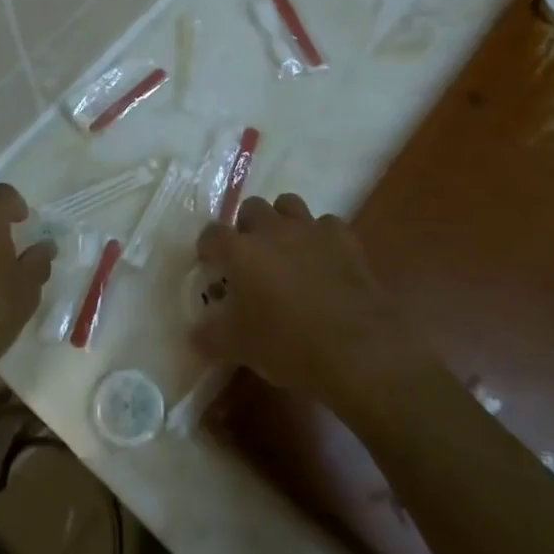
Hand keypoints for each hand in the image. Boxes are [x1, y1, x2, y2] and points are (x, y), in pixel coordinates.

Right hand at [193, 194, 424, 416]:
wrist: (358, 348)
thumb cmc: (289, 345)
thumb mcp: (239, 348)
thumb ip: (210, 336)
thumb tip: (195, 333)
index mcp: (240, 251)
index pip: (212, 234)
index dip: (208, 248)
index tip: (211, 264)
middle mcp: (272, 230)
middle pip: (252, 207)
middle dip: (248, 226)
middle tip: (251, 257)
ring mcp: (311, 229)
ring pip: (289, 205)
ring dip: (283, 222)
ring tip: (286, 251)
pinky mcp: (345, 238)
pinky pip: (326, 225)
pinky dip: (321, 239)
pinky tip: (324, 262)